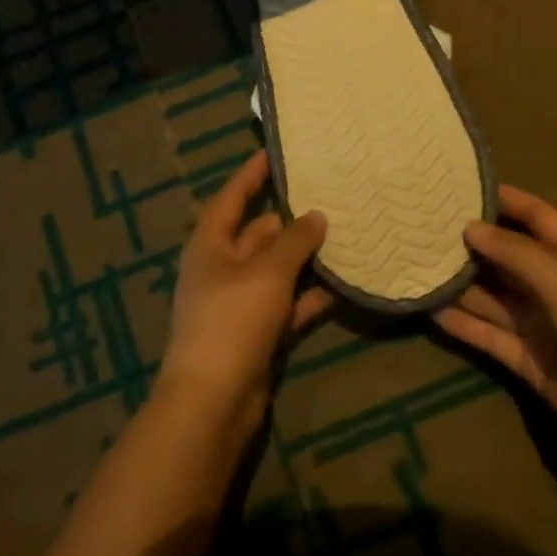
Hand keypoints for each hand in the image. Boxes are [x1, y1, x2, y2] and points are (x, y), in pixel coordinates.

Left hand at [158, 149, 332, 416]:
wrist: (213, 403)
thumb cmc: (232, 321)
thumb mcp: (266, 273)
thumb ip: (294, 241)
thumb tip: (316, 215)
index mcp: (211, 244)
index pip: (232, 197)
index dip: (251, 174)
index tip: (276, 152)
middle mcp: (223, 267)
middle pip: (259, 232)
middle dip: (291, 217)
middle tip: (330, 195)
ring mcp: (240, 302)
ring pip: (277, 268)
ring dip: (306, 257)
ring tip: (345, 233)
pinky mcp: (258, 332)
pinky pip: (288, 303)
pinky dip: (310, 295)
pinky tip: (344, 284)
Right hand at [433, 184, 556, 476]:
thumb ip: (516, 254)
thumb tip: (470, 227)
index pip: (536, 216)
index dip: (505, 200)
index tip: (462, 186)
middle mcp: (552, 285)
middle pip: (507, 255)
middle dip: (472, 241)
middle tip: (426, 224)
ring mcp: (538, 323)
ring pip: (492, 295)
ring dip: (461, 283)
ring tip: (418, 262)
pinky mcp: (526, 359)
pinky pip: (488, 334)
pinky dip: (462, 323)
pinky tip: (431, 310)